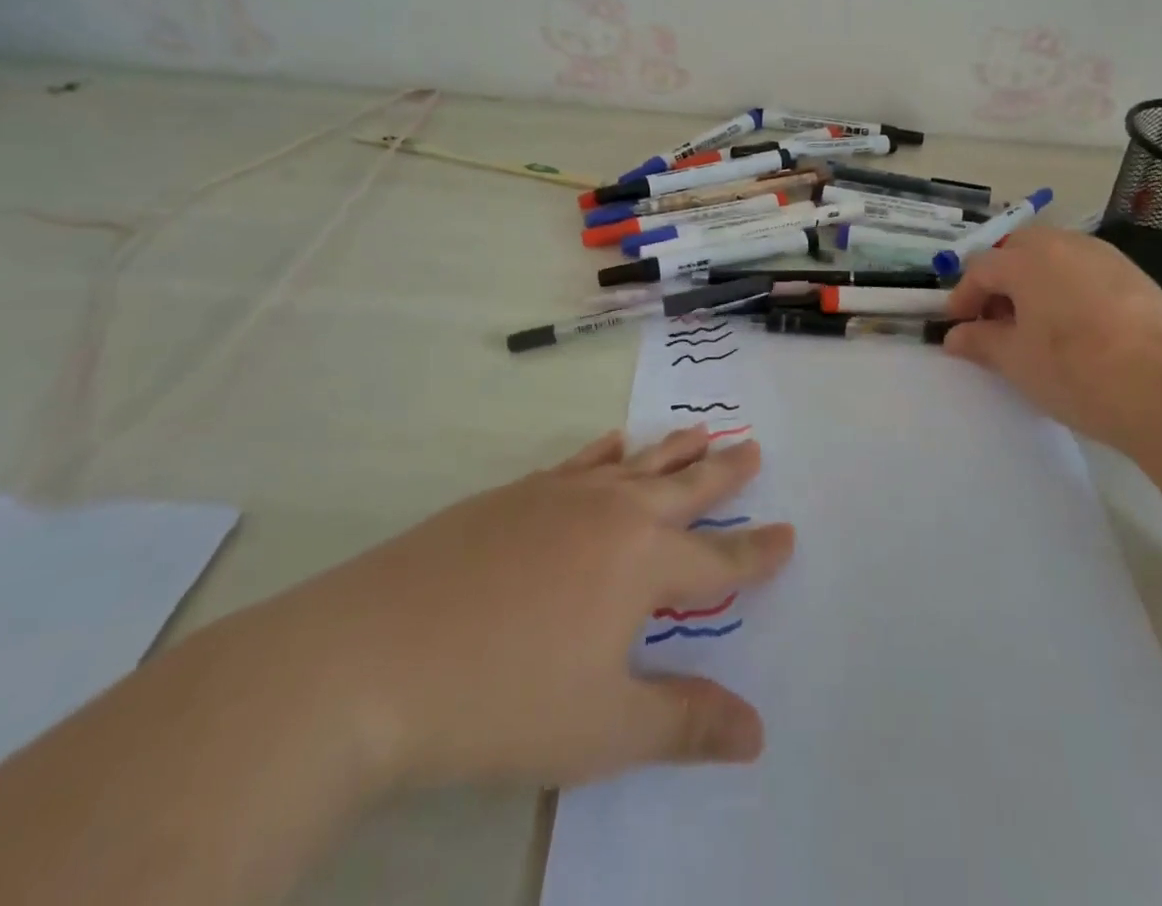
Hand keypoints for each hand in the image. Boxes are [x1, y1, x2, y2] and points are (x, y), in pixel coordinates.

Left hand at [238, 428, 792, 793]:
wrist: (373, 656)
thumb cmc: (501, 700)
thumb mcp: (604, 729)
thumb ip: (684, 723)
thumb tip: (756, 731)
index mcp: (642, 561)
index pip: (718, 558)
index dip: (756, 552)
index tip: (788, 534)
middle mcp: (612, 512)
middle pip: (683, 486)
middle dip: (723, 472)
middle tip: (752, 449)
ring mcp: (560, 495)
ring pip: (635, 463)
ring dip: (672, 450)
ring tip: (700, 430)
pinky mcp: (513, 494)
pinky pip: (579, 460)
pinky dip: (606, 450)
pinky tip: (612, 444)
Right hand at [942, 226, 1161, 449]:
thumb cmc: (1076, 372)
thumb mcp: (1016, 361)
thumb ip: (980, 341)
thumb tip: (955, 336)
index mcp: (1028, 259)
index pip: (981, 268)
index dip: (963, 296)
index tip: (957, 326)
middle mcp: (1065, 244)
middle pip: (1018, 250)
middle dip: (1000, 280)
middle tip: (995, 319)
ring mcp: (1105, 257)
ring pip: (1055, 257)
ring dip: (1035, 281)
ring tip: (1035, 324)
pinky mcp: (1135, 276)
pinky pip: (1086, 271)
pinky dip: (1068, 288)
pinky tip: (1076, 326)